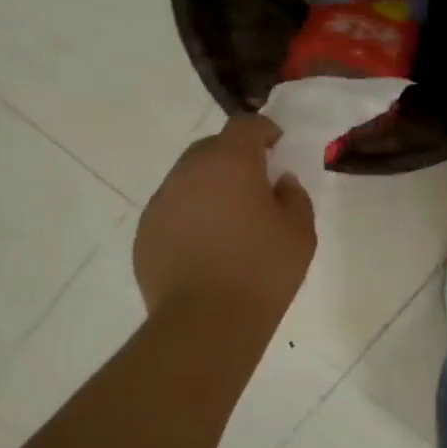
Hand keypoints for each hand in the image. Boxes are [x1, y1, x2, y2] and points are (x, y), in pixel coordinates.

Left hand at [135, 115, 315, 319]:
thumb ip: (294, 196)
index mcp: (230, 162)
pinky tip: (207, 247)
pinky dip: (191, 216)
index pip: (245, 125)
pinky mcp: (145, 232)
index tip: (277, 147)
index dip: (264, 130)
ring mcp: (162, 202)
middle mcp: (189, 172)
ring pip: (189, 179)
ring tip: (230, 221)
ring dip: (210, 187)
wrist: (206, 322)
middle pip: (212, 148)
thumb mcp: (300, 232)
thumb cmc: (262, 270)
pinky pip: (173, 210)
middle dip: (235, 157)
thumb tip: (279, 183)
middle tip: (256, 186)